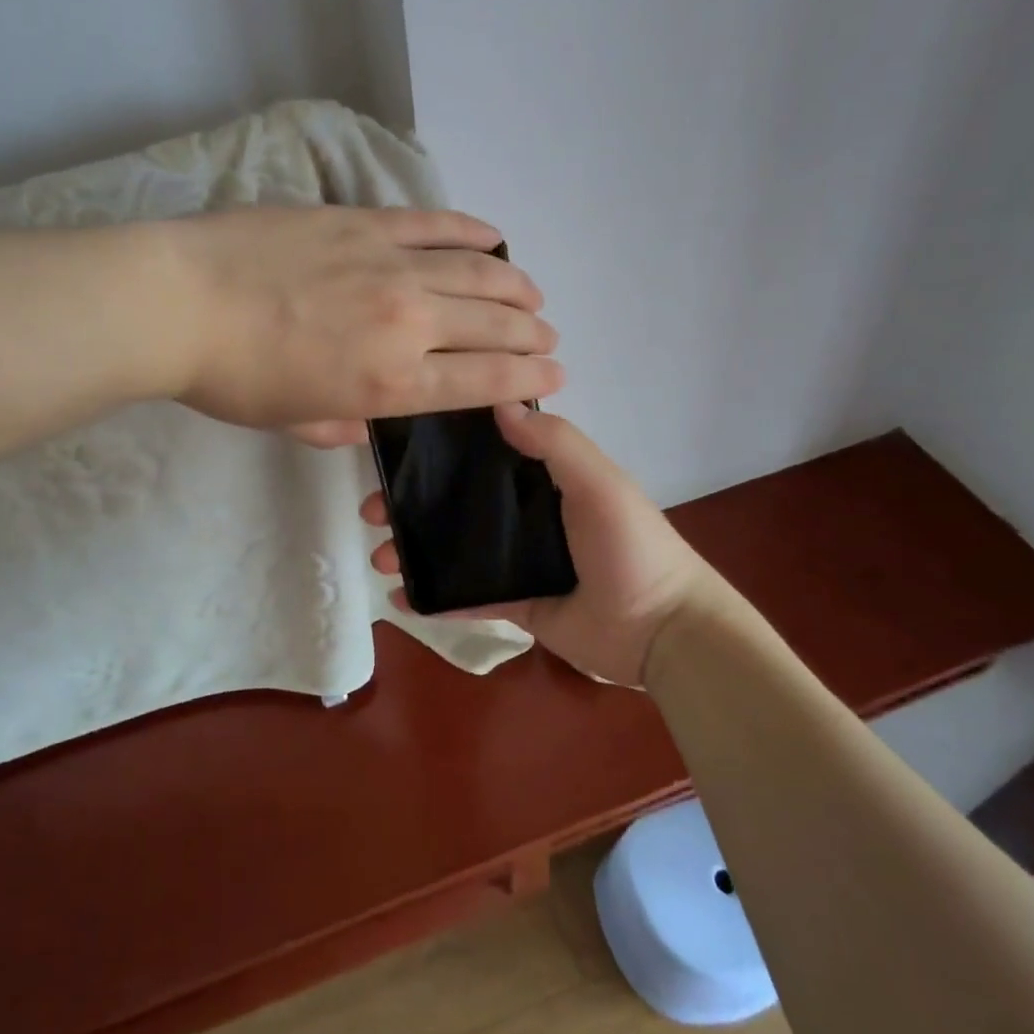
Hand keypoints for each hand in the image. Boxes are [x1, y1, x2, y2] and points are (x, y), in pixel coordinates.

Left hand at [154, 207, 562, 433]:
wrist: (179, 303)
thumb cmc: (232, 378)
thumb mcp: (292, 421)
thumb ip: (340, 425)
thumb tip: (365, 420)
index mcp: (391, 384)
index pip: (483, 382)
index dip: (527, 379)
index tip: (555, 375)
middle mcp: (408, 323)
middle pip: (492, 326)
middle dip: (531, 335)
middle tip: (549, 336)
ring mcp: (391, 265)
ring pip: (477, 272)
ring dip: (515, 284)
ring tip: (534, 293)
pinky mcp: (365, 222)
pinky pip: (433, 224)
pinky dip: (470, 230)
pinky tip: (493, 235)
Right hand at [362, 404, 721, 685]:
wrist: (662, 630)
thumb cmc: (630, 546)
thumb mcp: (599, 483)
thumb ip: (555, 444)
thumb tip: (498, 403)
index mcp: (546, 479)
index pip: (485, 453)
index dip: (441, 450)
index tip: (397, 450)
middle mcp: (527, 514)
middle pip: (459, 502)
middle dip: (412, 503)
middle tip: (371, 510)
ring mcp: (519, 561)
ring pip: (456, 549)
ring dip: (416, 549)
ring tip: (381, 557)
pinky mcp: (516, 605)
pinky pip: (468, 598)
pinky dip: (435, 597)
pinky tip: (400, 597)